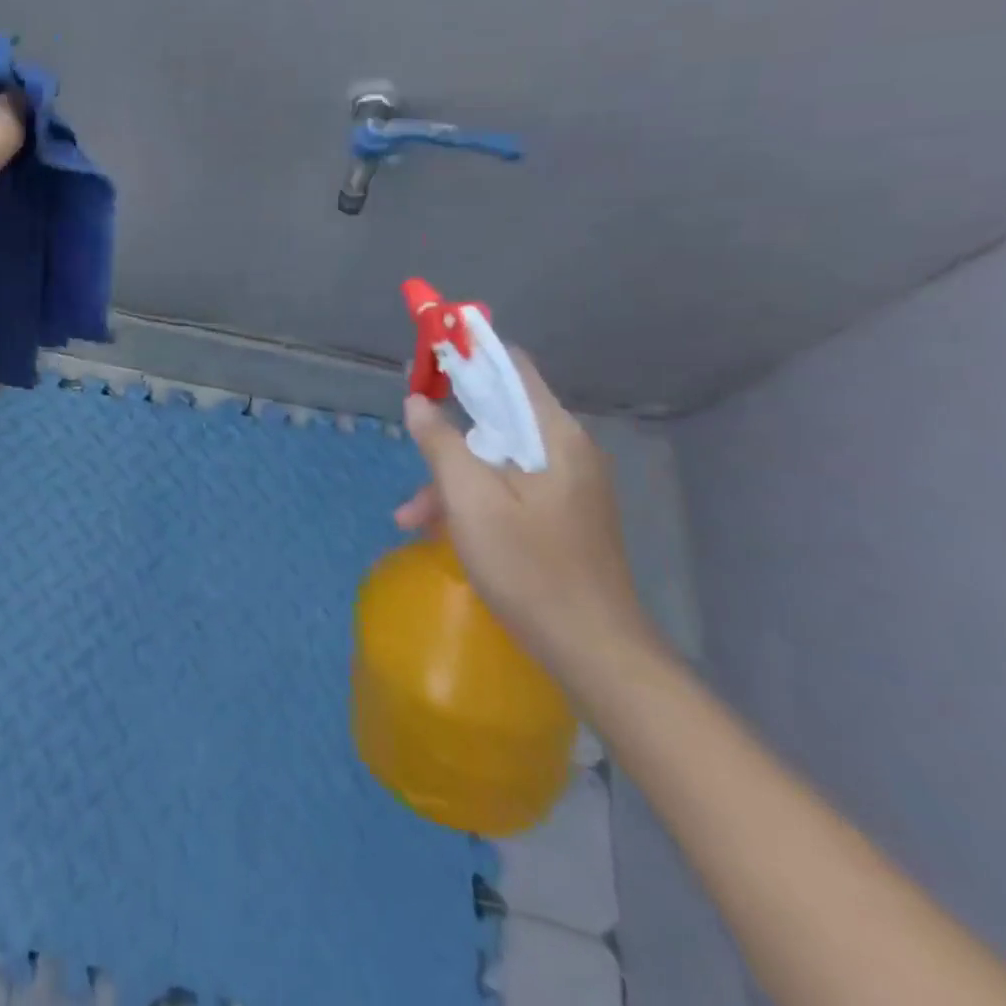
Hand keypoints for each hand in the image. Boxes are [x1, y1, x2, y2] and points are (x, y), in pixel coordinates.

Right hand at [394, 351, 659, 675]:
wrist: (595, 651)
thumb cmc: (529, 566)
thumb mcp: (470, 499)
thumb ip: (440, 442)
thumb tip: (417, 402)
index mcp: (554, 435)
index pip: (511, 367)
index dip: (467, 354)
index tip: (427, 359)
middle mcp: (567, 451)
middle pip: (497, 417)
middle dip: (447, 434)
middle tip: (410, 451)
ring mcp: (568, 486)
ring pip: (496, 457)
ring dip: (451, 477)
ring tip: (411, 517)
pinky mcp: (562, 515)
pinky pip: (507, 487)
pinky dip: (472, 499)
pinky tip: (441, 531)